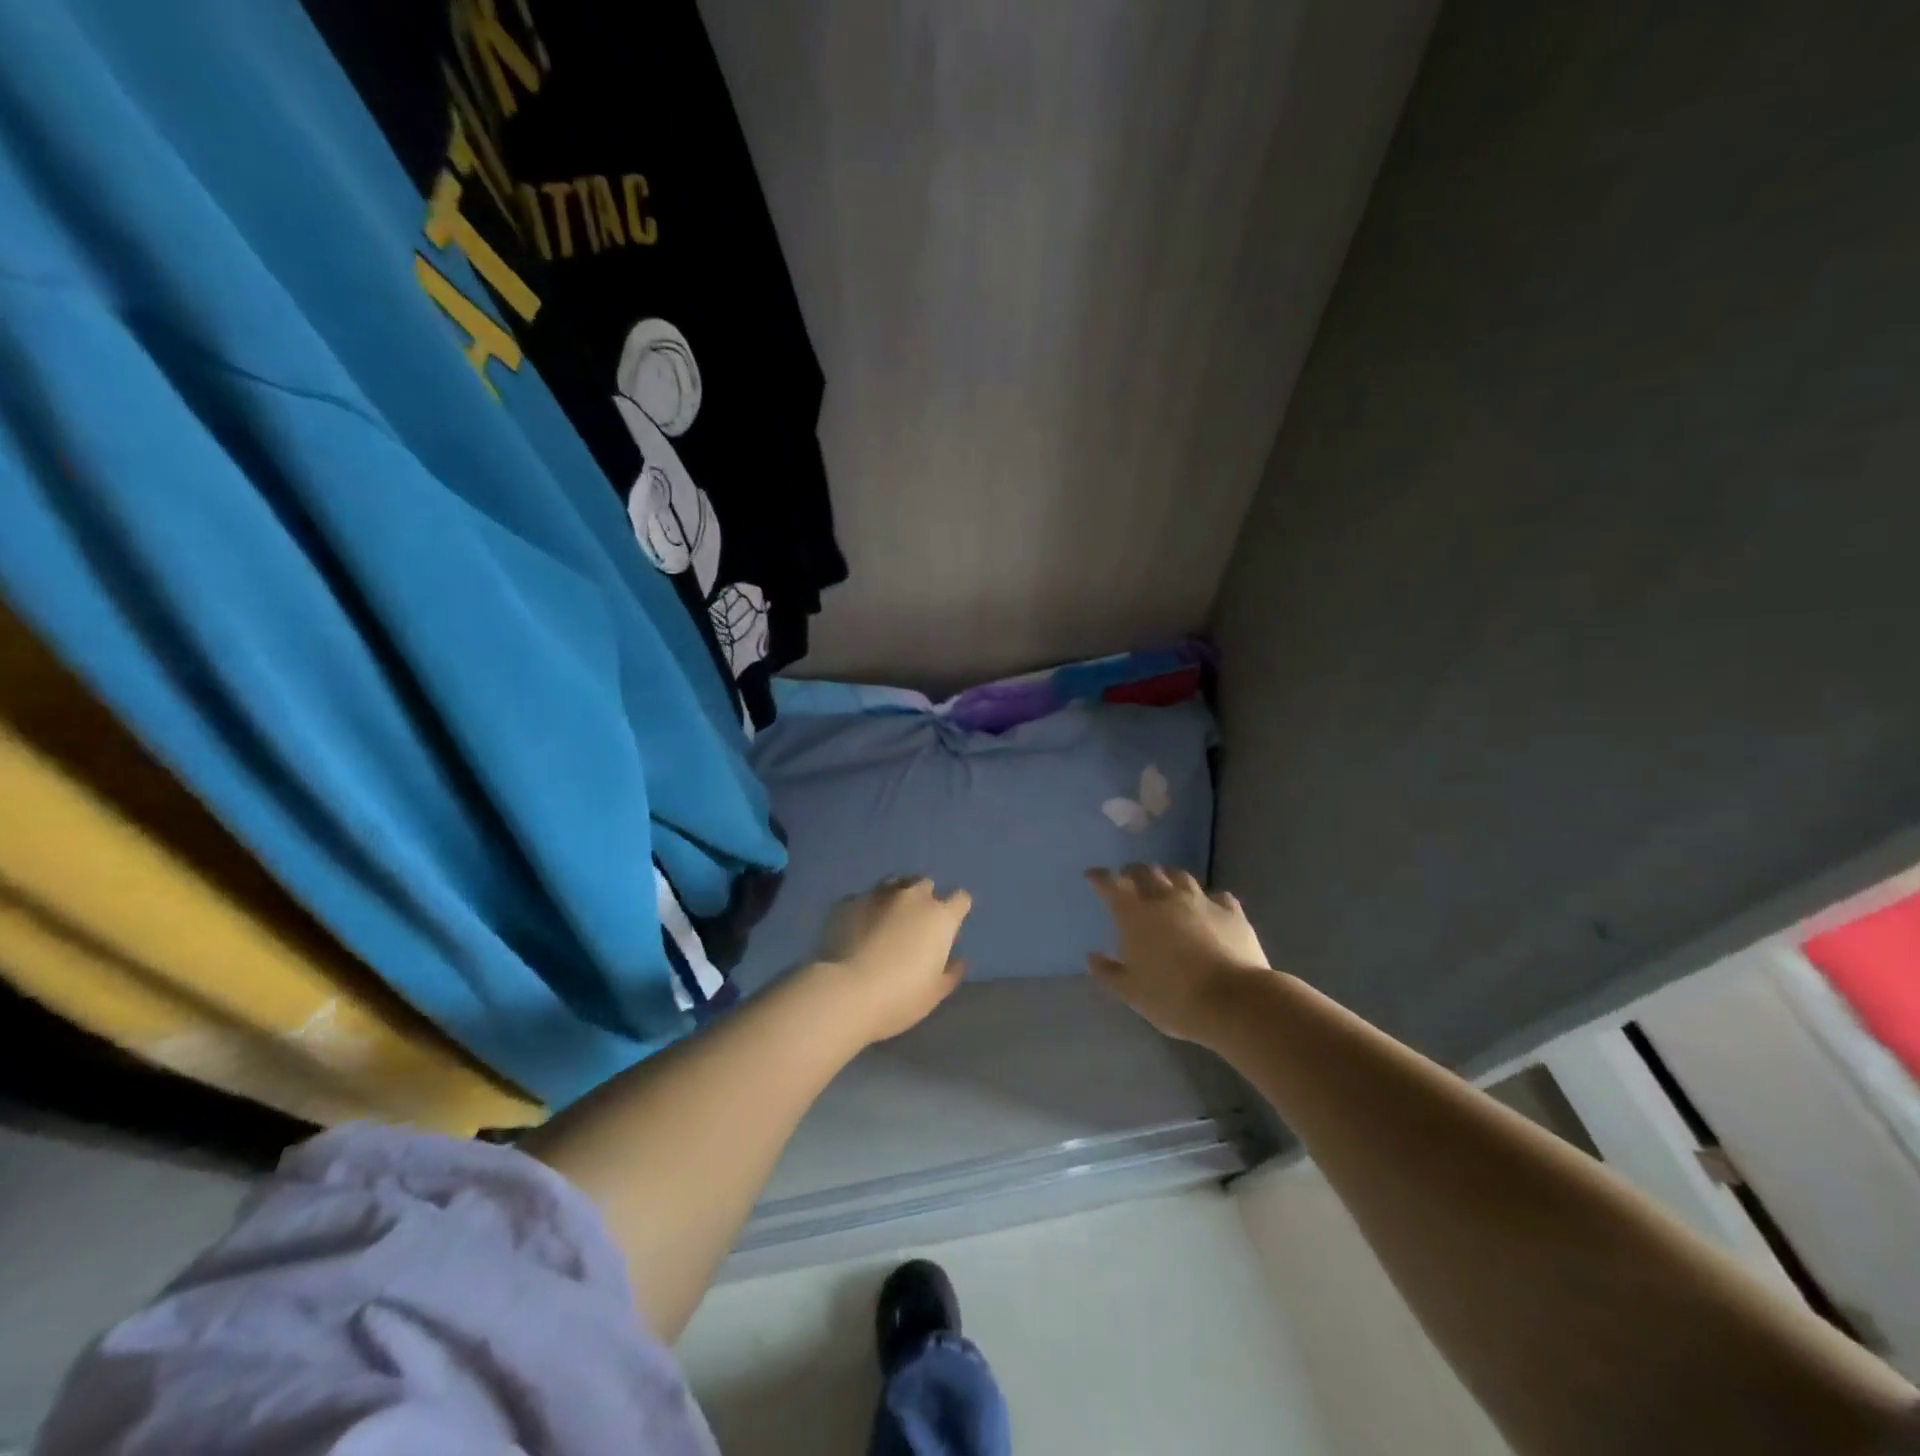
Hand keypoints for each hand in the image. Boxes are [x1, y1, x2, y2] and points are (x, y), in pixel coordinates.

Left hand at [807, 877, 971, 1045]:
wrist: (846, 992)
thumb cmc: (900, 996)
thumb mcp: (934, 992)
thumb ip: (951, 972)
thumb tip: (958, 961)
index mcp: (940, 917)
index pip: (960, 898)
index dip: (957, 909)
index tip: (950, 925)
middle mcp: (912, 897)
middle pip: (925, 884)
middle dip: (924, 898)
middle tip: (916, 922)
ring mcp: (878, 895)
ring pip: (893, 883)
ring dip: (896, 896)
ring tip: (887, 918)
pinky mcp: (848, 902)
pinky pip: (862, 898)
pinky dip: (865, 909)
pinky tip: (858, 927)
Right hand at [1085, 864, 1270, 1042]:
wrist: (1234, 1001)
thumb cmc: (1173, 998)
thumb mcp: (1131, 992)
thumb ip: (1108, 972)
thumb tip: (1093, 957)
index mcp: (1135, 913)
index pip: (1111, 884)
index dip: (1099, 877)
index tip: (1092, 876)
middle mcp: (1165, 897)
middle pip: (1145, 871)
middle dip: (1133, 873)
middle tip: (1129, 881)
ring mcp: (1201, 900)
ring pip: (1180, 876)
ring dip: (1168, 878)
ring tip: (1166, 887)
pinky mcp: (1231, 911)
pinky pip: (1216, 895)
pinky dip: (1207, 898)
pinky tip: (1208, 907)